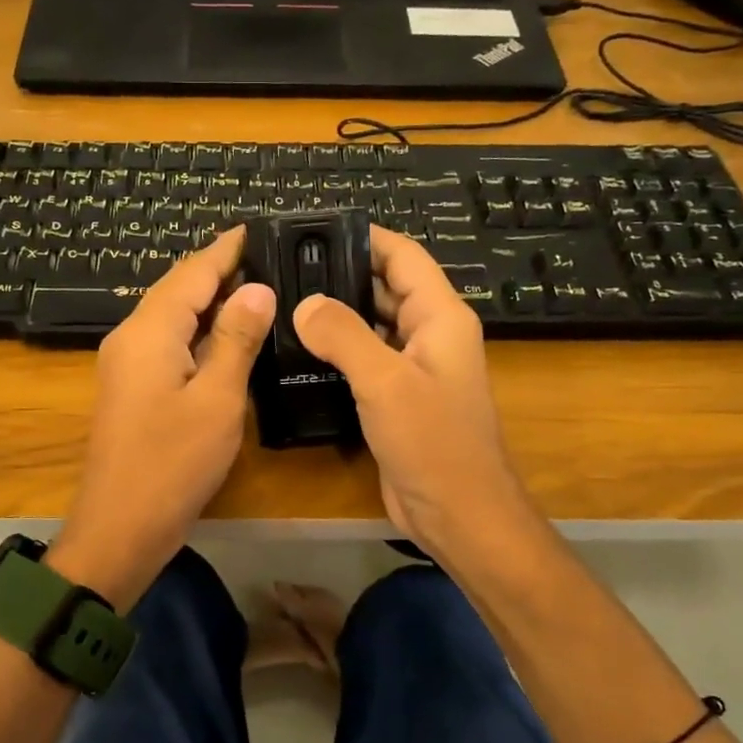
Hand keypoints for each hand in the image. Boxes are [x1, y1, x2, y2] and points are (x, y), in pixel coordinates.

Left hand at [51, 229, 275, 606]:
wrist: (120, 528)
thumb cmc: (172, 464)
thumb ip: (236, 339)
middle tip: (269, 257)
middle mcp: (131, 337)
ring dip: (211, 301)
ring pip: (172, 317)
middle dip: (220, 270)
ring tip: (257, 287)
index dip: (226, 249)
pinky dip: (199, 333)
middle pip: (178, 290)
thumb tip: (256, 288)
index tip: (259, 228)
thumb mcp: (217, 399)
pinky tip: (227, 338)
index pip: (192, 272)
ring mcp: (126, 364)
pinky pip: (168, 344)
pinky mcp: (131, 389)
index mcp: (149, 331)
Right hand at [293, 226, 542, 566]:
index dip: (367, 236)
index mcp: (440, 317)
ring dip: (336, 314)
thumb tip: (304, 303)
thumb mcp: (385, 381)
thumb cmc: (433, 441)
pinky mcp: (398, 398)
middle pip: (385, 287)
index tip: (318, 228)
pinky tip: (299, 351)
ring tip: (284, 301)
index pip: (404, 257)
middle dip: (342, 274)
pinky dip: (337, 351)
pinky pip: (365, 360)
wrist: (458, 514)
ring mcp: (414, 368)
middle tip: (287, 267)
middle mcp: (430, 335)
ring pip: (372, 325)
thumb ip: (344, 336)